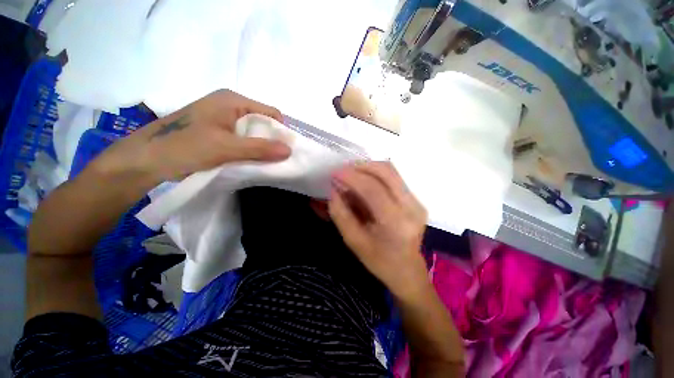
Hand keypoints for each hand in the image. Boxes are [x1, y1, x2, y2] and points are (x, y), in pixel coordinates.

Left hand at [95, 90, 290, 182]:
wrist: (144, 160)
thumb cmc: (184, 147)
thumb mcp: (226, 148)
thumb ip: (260, 149)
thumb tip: (290, 150)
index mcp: (232, 100)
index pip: (271, 112)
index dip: (280, 131)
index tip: (284, 151)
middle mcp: (228, 104)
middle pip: (262, 122)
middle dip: (270, 140)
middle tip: (274, 159)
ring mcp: (220, 117)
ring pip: (251, 131)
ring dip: (259, 146)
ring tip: (262, 162)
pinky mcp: (215, 129)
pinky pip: (241, 138)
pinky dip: (248, 149)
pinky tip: (247, 159)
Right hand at [329, 161, 429, 298]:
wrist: (407, 270)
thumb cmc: (379, 261)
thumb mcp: (354, 241)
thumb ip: (341, 214)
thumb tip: (334, 189)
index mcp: (396, 223)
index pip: (373, 189)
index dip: (352, 177)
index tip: (335, 173)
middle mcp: (411, 207)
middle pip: (386, 172)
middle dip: (361, 166)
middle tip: (343, 170)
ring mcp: (417, 201)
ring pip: (391, 171)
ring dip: (368, 167)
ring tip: (351, 174)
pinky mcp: (416, 199)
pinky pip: (393, 177)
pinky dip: (375, 174)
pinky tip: (364, 181)